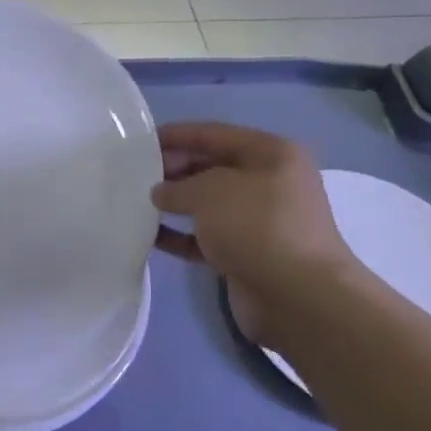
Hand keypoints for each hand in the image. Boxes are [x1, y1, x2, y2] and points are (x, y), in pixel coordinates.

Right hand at [151, 122, 355, 346]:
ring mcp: (259, 221)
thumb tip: (161, 193)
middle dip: (174, 170)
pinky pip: (205, 237)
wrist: (297, 296)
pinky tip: (150, 237)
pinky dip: (180, 236)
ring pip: (208, 204)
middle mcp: (269, 183)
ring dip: (174, 204)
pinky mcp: (247, 253)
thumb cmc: (257, 227)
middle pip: (211, 168)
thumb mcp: (210, 192)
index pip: (215, 135)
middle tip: (134, 176)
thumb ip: (178, 186)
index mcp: (271, 154)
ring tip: (136, 204)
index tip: (141, 141)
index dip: (178, 135)